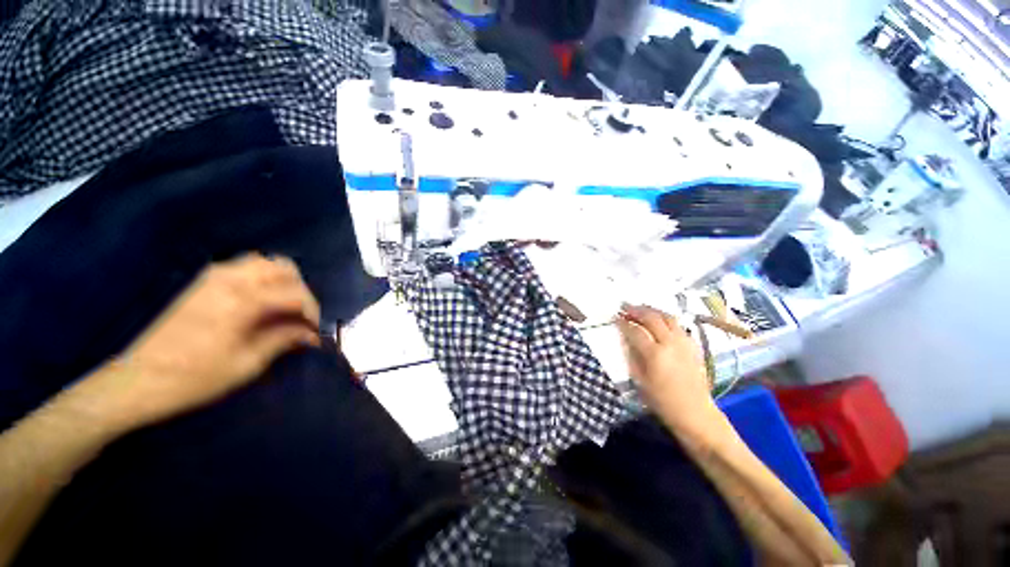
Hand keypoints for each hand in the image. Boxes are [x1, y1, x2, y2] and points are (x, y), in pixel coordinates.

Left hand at [82, 254, 321, 431]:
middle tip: (299, 316)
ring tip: (282, 307)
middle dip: (300, 291)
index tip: (314, 331)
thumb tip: (311, 334)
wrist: (139, 380)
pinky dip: (261, 279)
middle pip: (283, 268)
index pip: (295, 294)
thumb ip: (283, 340)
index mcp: (243, 301)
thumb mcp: (247, 363)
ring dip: (281, 281)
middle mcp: (230, 280)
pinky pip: (243, 268)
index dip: (312, 312)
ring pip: (263, 263)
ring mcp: (213, 277)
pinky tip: (259, 301)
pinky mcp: (202, 283)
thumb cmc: (195, 378)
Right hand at [616, 304, 718, 435]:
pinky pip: (679, 325)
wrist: (695, 413)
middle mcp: (671, 343)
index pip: (635, 330)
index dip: (623, 322)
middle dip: (636, 310)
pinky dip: (666, 319)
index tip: (615, 318)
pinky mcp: (693, 346)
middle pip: (652, 318)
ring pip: (667, 317)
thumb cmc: (663, 401)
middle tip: (625, 307)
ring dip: (652, 310)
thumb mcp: (640, 381)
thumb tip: (625, 339)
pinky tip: (660, 322)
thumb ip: (632, 356)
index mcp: (655, 354)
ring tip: (641, 309)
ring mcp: (684, 343)